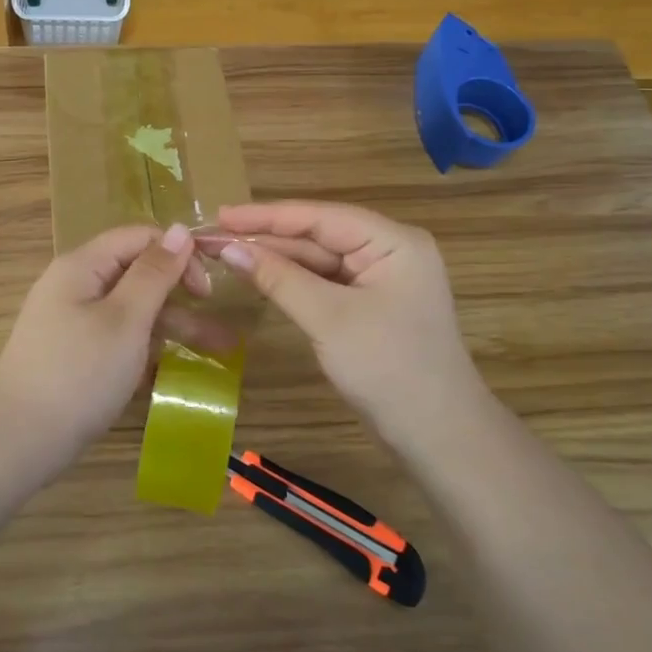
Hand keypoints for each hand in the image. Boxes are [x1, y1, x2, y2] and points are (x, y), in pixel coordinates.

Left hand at [0, 222, 200, 467]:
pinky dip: (146, 348)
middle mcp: (76, 285)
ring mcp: (73, 321)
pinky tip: (174, 369)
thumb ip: (154, 273)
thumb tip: (181, 229)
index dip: (178, 255)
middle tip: (221, 331)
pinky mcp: (74, 354)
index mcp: (83, 266)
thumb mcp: (125, 320)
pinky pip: (118, 338)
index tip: (207, 291)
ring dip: (173, 327)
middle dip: (182, 298)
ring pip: (132, 311)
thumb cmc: (78, 374)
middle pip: (138, 275)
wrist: (17, 440)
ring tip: (219, 352)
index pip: (140, 238)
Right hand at [213, 200, 490, 448]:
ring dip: (275, 259)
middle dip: (267, 238)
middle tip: (213, 236)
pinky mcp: (371, 305)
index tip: (221, 215)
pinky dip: (292, 281)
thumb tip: (228, 248)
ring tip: (225, 253)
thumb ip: (278, 278)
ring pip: (319, 260)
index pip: (321, 216)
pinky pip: (325, 283)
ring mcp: (381, 279)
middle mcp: (389, 251)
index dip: (267, 215)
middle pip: (319, 235)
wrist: (439, 436)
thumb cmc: (388, 368)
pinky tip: (259, 276)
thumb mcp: (328, 318)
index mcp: (393, 241)